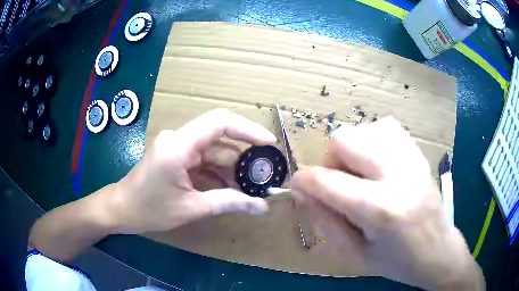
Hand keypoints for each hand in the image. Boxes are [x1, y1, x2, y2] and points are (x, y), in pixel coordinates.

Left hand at [110, 109, 275, 233]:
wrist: (122, 209)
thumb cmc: (149, 209)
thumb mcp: (191, 208)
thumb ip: (229, 203)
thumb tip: (262, 207)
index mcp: (179, 146)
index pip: (220, 122)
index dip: (248, 129)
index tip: (270, 144)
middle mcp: (179, 139)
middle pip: (220, 139)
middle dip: (242, 159)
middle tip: (262, 177)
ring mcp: (178, 147)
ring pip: (214, 151)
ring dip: (231, 170)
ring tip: (249, 190)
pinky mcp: (177, 155)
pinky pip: (204, 160)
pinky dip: (218, 173)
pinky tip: (230, 190)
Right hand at [293, 117, 483, 289]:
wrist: (438, 249)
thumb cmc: (397, 262)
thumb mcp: (355, 253)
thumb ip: (325, 221)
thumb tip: (303, 191)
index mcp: (381, 209)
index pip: (328, 181)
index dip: (304, 181)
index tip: (299, 186)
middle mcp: (398, 174)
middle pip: (345, 140)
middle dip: (330, 161)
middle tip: (337, 183)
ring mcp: (411, 158)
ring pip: (364, 129)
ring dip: (351, 150)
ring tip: (359, 174)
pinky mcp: (418, 152)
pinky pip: (385, 127)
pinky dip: (371, 140)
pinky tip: (376, 163)